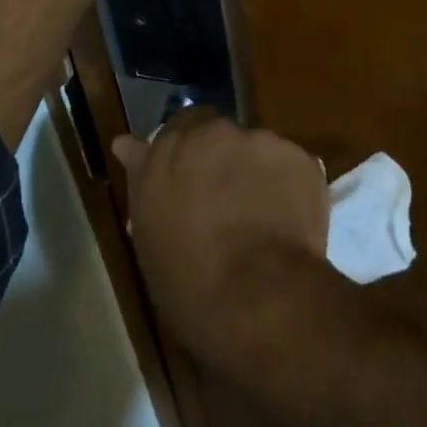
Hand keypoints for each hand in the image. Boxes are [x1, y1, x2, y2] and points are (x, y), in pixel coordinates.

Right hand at [112, 109, 329, 362]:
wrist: (258, 298)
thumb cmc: (189, 282)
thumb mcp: (151, 236)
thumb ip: (143, 180)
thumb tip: (126, 144)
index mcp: (169, 151)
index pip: (177, 128)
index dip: (186, 153)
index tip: (191, 180)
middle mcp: (214, 134)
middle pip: (219, 136)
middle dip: (222, 160)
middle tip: (226, 203)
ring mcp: (260, 142)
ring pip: (257, 150)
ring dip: (256, 173)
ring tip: (263, 218)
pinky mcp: (300, 157)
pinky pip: (292, 167)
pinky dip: (290, 187)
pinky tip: (289, 222)